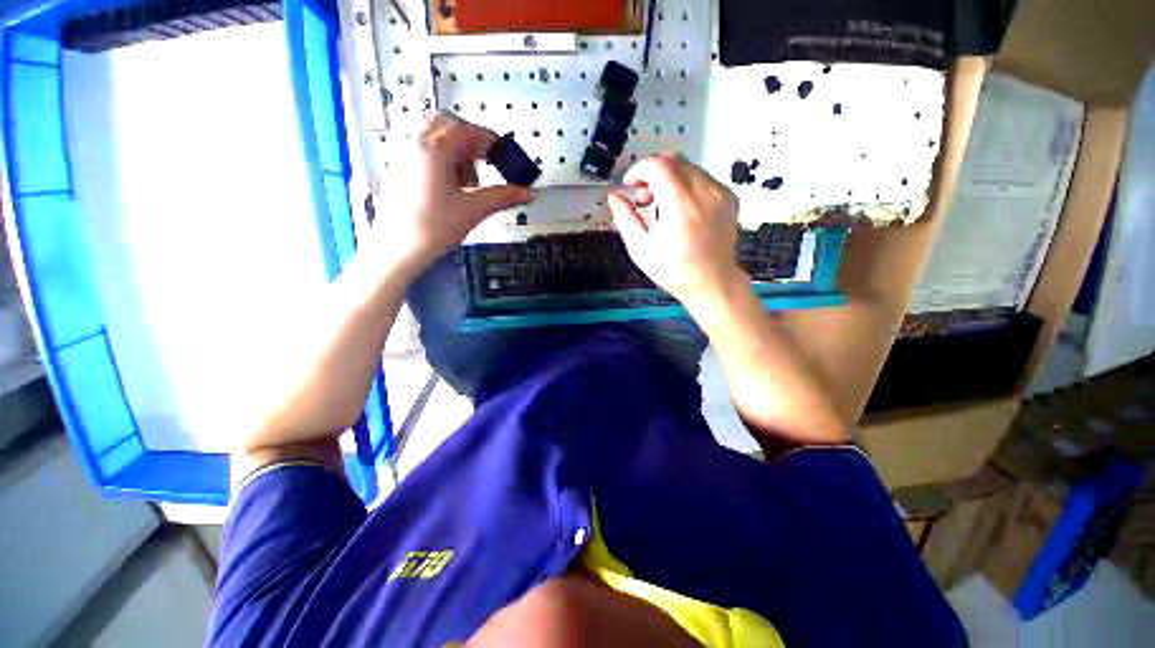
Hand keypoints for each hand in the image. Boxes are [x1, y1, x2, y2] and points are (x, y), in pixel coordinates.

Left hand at [375, 113, 531, 273]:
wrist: (398, 249)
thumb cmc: (434, 227)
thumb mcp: (473, 210)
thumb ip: (503, 197)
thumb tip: (527, 192)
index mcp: (433, 149)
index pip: (466, 129)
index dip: (490, 140)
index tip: (504, 156)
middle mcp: (414, 144)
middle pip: (447, 125)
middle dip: (471, 142)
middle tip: (485, 164)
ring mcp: (403, 155)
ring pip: (435, 138)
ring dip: (457, 151)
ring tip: (469, 182)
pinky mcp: (400, 169)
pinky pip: (424, 151)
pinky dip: (443, 160)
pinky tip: (451, 187)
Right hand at [607, 154, 745, 307]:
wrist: (713, 283)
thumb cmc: (674, 270)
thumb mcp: (640, 249)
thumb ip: (625, 219)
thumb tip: (614, 197)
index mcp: (680, 205)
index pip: (658, 166)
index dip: (638, 170)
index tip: (629, 185)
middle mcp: (704, 192)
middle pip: (673, 160)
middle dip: (652, 173)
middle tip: (644, 199)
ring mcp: (720, 193)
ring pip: (688, 167)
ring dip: (669, 178)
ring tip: (662, 206)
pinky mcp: (729, 197)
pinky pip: (703, 178)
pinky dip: (686, 185)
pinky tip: (682, 209)